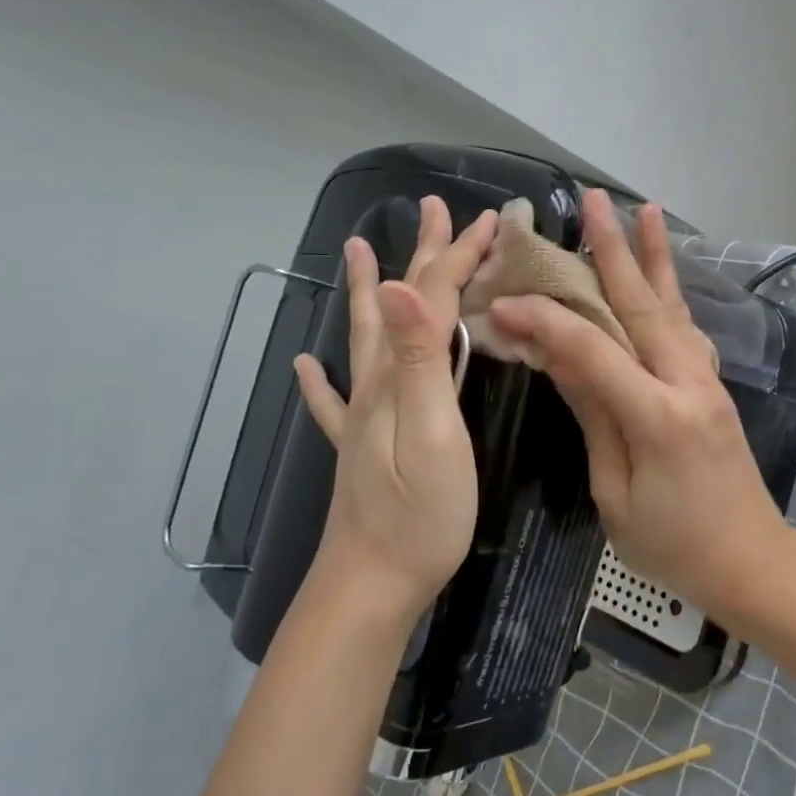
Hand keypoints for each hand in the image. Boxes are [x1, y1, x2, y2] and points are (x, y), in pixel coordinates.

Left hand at [293, 197, 498, 622]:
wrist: (371, 585)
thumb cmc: (418, 514)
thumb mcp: (430, 433)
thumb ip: (419, 360)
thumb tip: (400, 284)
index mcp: (398, 376)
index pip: (430, 296)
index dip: (458, 255)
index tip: (491, 219)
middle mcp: (375, 384)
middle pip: (399, 304)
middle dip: (423, 255)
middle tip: (434, 211)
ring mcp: (363, 417)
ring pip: (367, 338)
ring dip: (369, 291)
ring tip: (359, 252)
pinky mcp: (359, 448)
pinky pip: (333, 401)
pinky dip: (319, 379)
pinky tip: (305, 367)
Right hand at [488, 190, 791, 621]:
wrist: (751, 561)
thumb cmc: (673, 546)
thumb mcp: (616, 492)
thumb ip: (593, 416)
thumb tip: (557, 355)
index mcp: (658, 416)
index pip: (592, 350)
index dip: (546, 321)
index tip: (504, 301)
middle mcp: (687, 383)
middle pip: (643, 306)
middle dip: (613, 251)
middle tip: (591, 202)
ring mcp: (707, 381)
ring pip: (673, 308)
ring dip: (653, 258)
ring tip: (644, 212)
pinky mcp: (713, 387)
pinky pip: (686, 329)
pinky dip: (672, 293)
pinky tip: (664, 272)